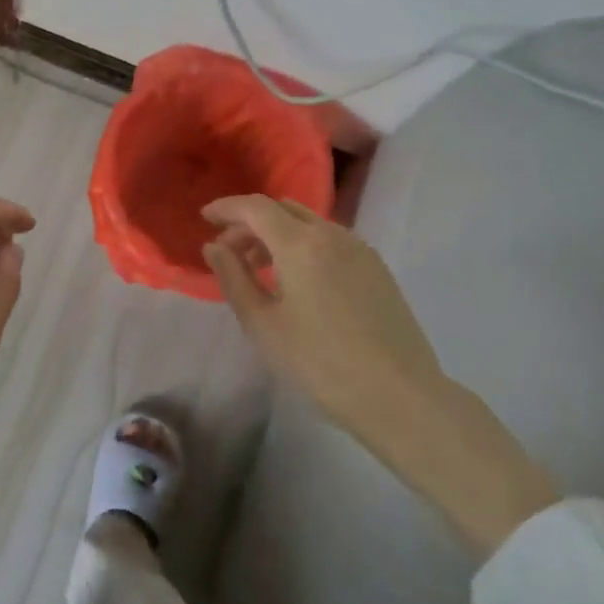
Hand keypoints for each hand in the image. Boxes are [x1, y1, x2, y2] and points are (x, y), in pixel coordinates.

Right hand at [201, 195, 442, 428]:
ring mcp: (360, 250)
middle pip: (283, 210)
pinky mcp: (377, 269)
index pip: (256, 207)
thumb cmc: (319, 362)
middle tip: (229, 250)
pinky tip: (297, 280)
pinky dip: (304, 246)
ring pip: (309, 224)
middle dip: (251, 222)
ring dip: (278, 234)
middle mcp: (332, 234)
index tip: (205, 217)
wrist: (399, 396)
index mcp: (301, 243)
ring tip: (260, 268)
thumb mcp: (263, 324)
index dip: (227, 207)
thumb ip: (233, 278)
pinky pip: (330, 241)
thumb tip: (214, 246)